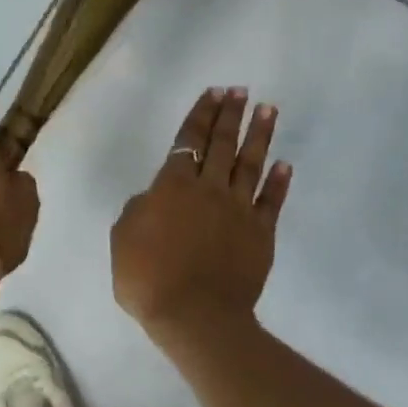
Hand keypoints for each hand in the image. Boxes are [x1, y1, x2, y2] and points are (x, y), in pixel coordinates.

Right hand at [112, 87, 291, 346]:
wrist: (195, 315)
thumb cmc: (148, 279)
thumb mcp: (122, 240)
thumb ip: (137, 210)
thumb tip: (152, 197)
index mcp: (172, 187)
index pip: (188, 141)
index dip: (200, 115)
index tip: (213, 92)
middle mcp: (209, 189)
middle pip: (222, 144)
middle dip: (231, 114)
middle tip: (241, 91)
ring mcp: (239, 210)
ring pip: (251, 164)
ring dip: (259, 135)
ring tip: (268, 109)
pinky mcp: (261, 233)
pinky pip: (272, 200)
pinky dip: (279, 181)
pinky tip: (285, 163)